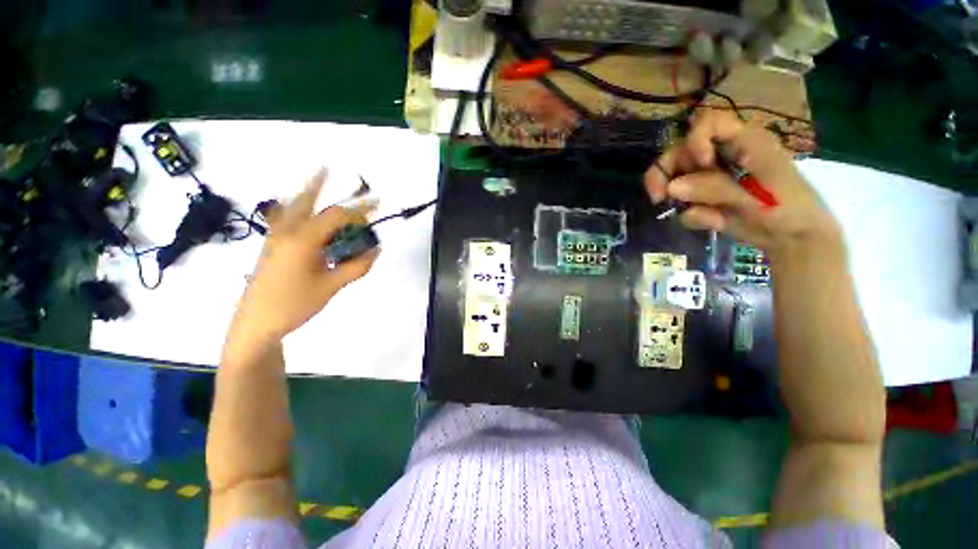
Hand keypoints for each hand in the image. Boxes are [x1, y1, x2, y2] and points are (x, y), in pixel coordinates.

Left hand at [226, 169, 378, 351]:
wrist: (255, 323)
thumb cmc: (294, 305)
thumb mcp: (331, 287)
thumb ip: (356, 267)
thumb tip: (376, 250)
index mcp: (303, 240)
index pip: (336, 216)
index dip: (359, 209)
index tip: (376, 203)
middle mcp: (286, 232)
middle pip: (305, 200)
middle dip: (319, 183)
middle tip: (328, 167)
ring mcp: (274, 238)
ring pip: (290, 206)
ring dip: (305, 192)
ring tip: (316, 178)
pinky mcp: (271, 246)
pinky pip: (284, 218)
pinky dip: (295, 207)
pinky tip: (300, 208)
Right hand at [644, 111, 841, 259]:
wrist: (792, 239)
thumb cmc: (787, 210)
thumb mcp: (755, 198)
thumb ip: (715, 189)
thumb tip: (671, 187)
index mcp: (744, 141)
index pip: (708, 122)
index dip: (695, 140)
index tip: (699, 165)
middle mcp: (723, 154)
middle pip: (681, 150)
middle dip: (665, 172)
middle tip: (658, 197)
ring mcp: (711, 176)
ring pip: (675, 176)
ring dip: (674, 196)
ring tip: (692, 214)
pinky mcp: (704, 196)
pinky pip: (683, 201)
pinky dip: (691, 215)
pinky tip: (712, 222)